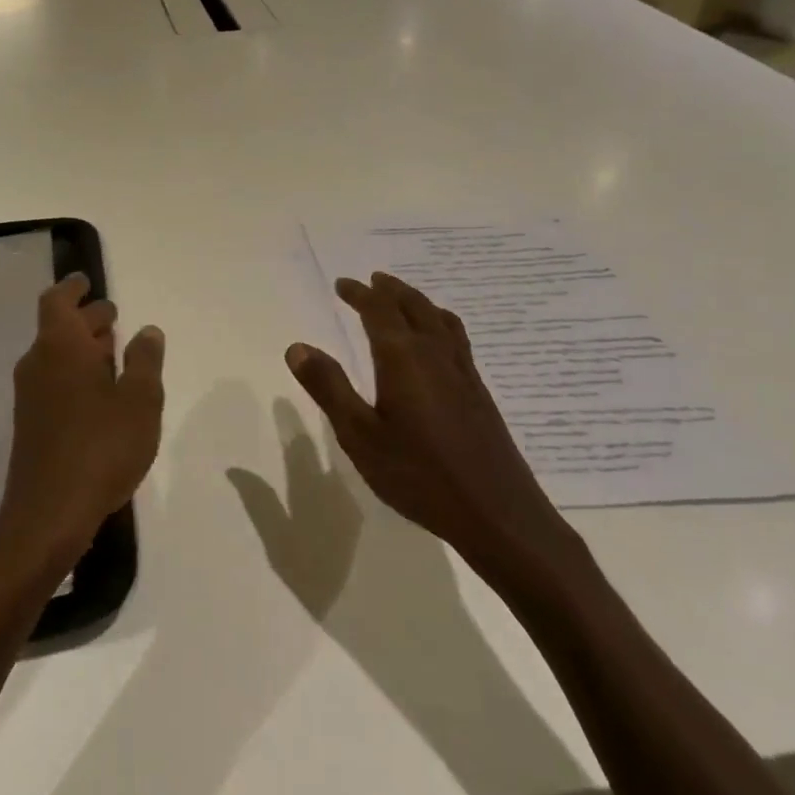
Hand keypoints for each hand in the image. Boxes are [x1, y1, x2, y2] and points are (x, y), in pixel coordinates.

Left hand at [0, 274, 165, 571]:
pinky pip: (54, 382)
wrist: (48, 514)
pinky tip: (103, 394)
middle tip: (114, 317)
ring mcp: (31, 396)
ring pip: (56, 356)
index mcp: (60, 347)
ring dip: (83, 348)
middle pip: (58, 327)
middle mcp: (38, 364)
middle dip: (86, 319)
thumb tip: (147, 331)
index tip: (88, 282)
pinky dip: (76, 374)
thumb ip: (146, 361)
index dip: (73, 287)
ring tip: (115, 352)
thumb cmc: (101, 448)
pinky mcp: (32, 424)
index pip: (57, 300)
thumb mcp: (140, 401)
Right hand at [284, 273, 586, 602]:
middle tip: (372, 281)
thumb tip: (298, 347)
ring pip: (440, 319)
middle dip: (390, 290)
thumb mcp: (360, 435)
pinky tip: (438, 342)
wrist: (496, 513)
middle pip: (414, 306)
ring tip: (404, 299)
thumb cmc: (419, 476)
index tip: (342, 284)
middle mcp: (436, 354)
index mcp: (403, 358)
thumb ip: (329, 387)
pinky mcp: (479, 393)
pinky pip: (457, 338)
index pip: (379, 310)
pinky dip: (439, 323)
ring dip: (418, 302)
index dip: (359, 294)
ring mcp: (463, 372)